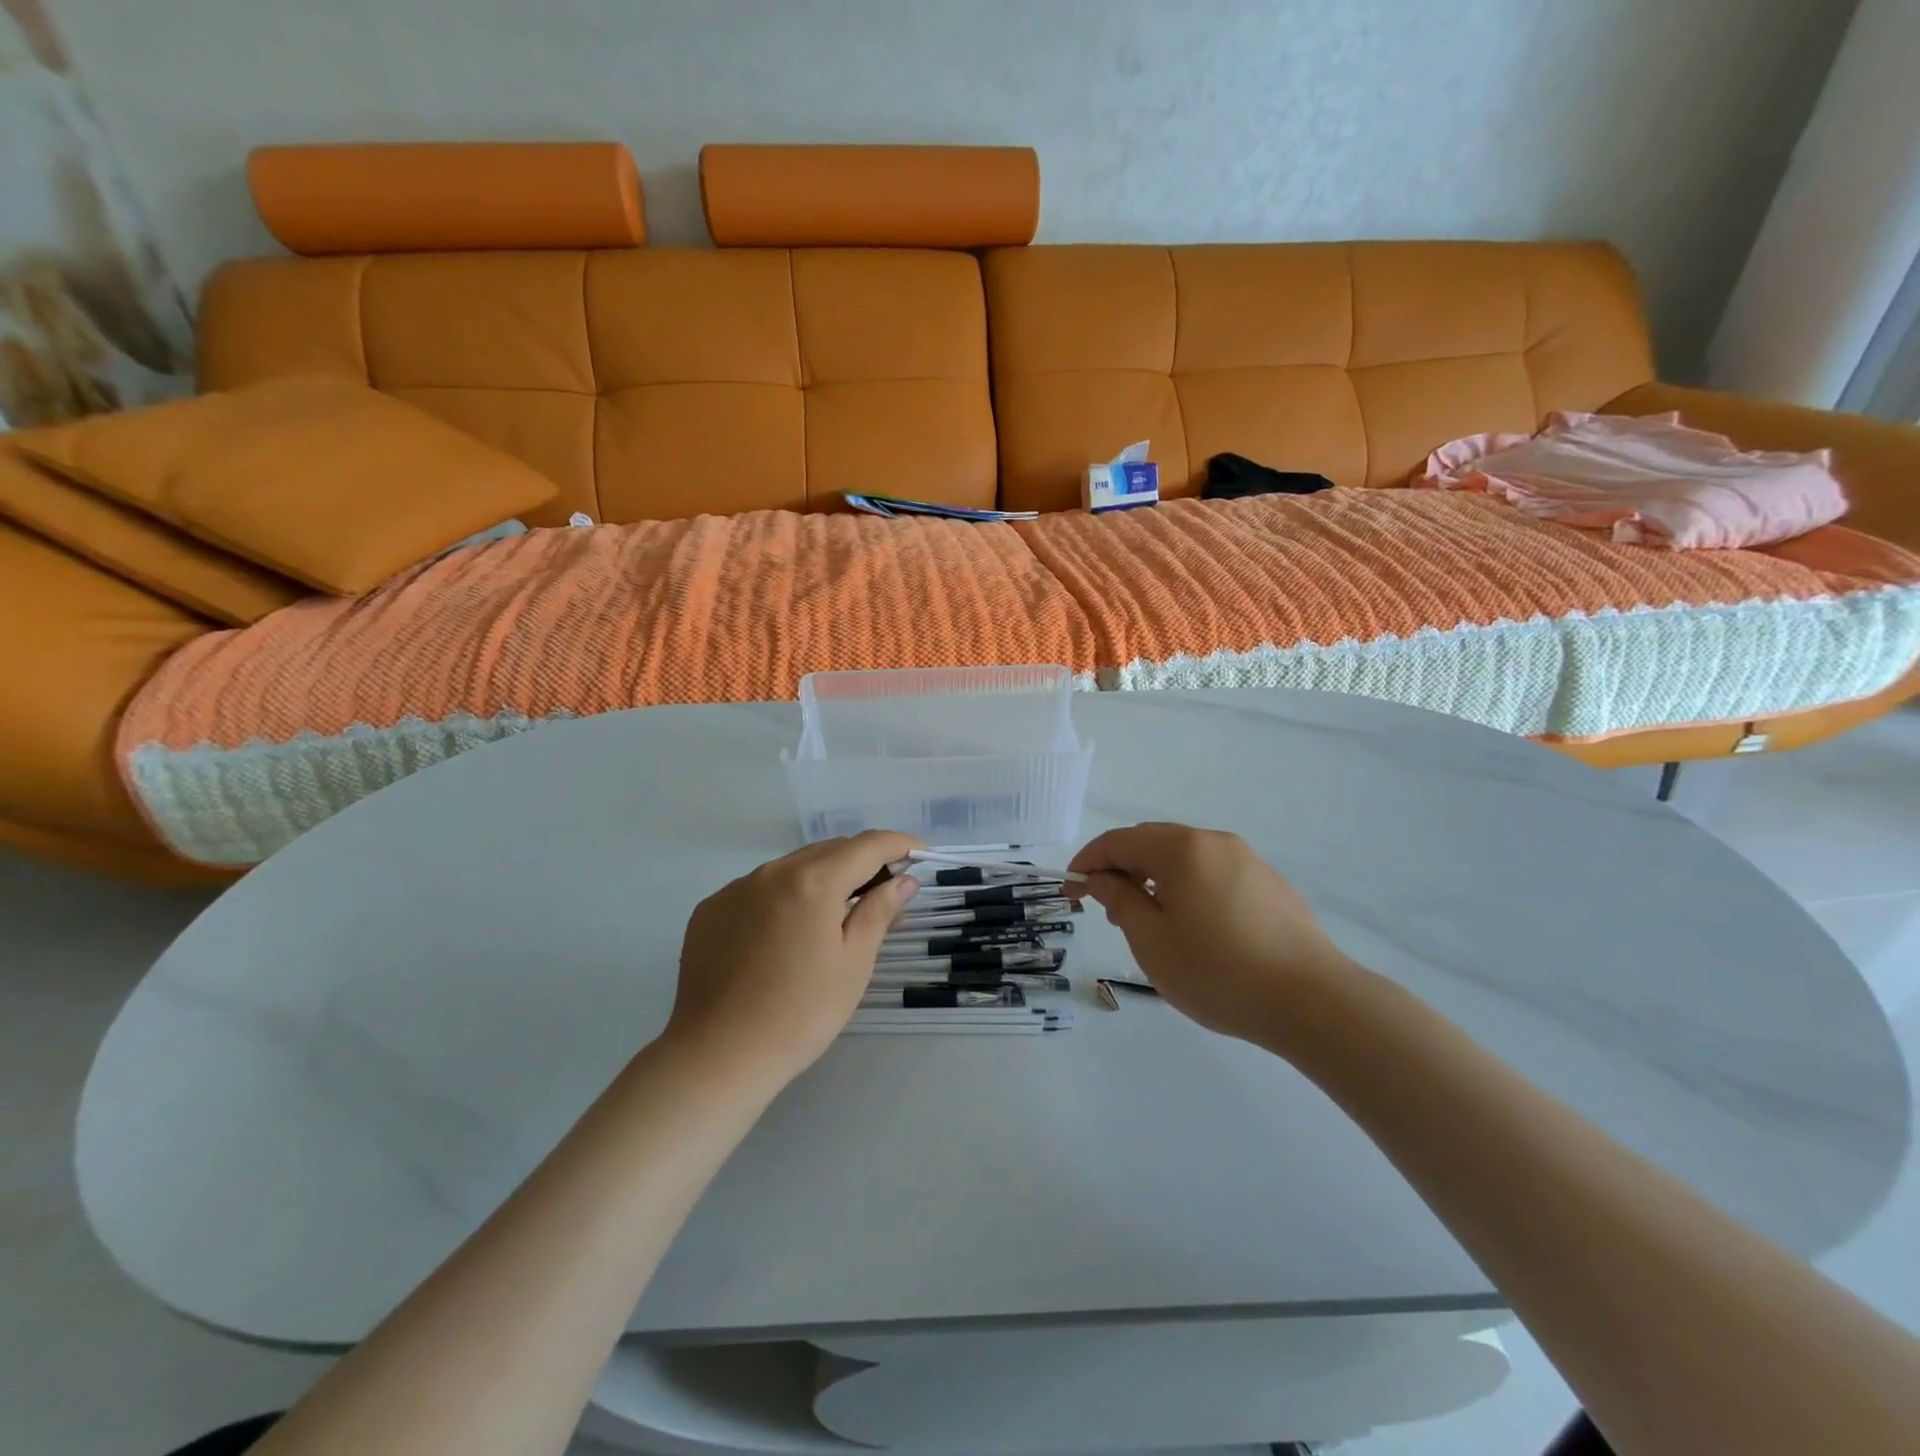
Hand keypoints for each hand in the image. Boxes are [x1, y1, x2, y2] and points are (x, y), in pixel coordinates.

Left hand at [666, 831, 921, 1086]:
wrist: (716, 1057)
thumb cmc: (799, 1014)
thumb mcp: (853, 964)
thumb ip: (879, 912)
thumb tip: (905, 881)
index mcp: (812, 882)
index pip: (866, 846)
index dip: (898, 845)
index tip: (919, 853)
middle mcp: (771, 872)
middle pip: (828, 851)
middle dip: (863, 862)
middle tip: (887, 892)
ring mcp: (735, 889)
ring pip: (792, 868)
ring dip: (823, 879)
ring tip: (839, 915)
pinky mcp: (711, 910)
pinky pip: (760, 889)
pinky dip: (786, 896)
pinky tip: (789, 933)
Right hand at [1069, 822, 1353, 1044]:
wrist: (1313, 1001)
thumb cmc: (1219, 972)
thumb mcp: (1152, 940)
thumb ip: (1119, 900)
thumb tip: (1099, 878)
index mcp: (1181, 848)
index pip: (1119, 841)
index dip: (1088, 862)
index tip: (1071, 892)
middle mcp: (1214, 842)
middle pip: (1152, 843)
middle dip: (1121, 870)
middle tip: (1107, 911)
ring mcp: (1246, 860)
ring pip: (1183, 858)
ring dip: (1154, 879)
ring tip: (1148, 923)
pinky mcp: (1268, 883)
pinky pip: (1212, 873)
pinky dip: (1186, 887)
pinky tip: (1192, 927)